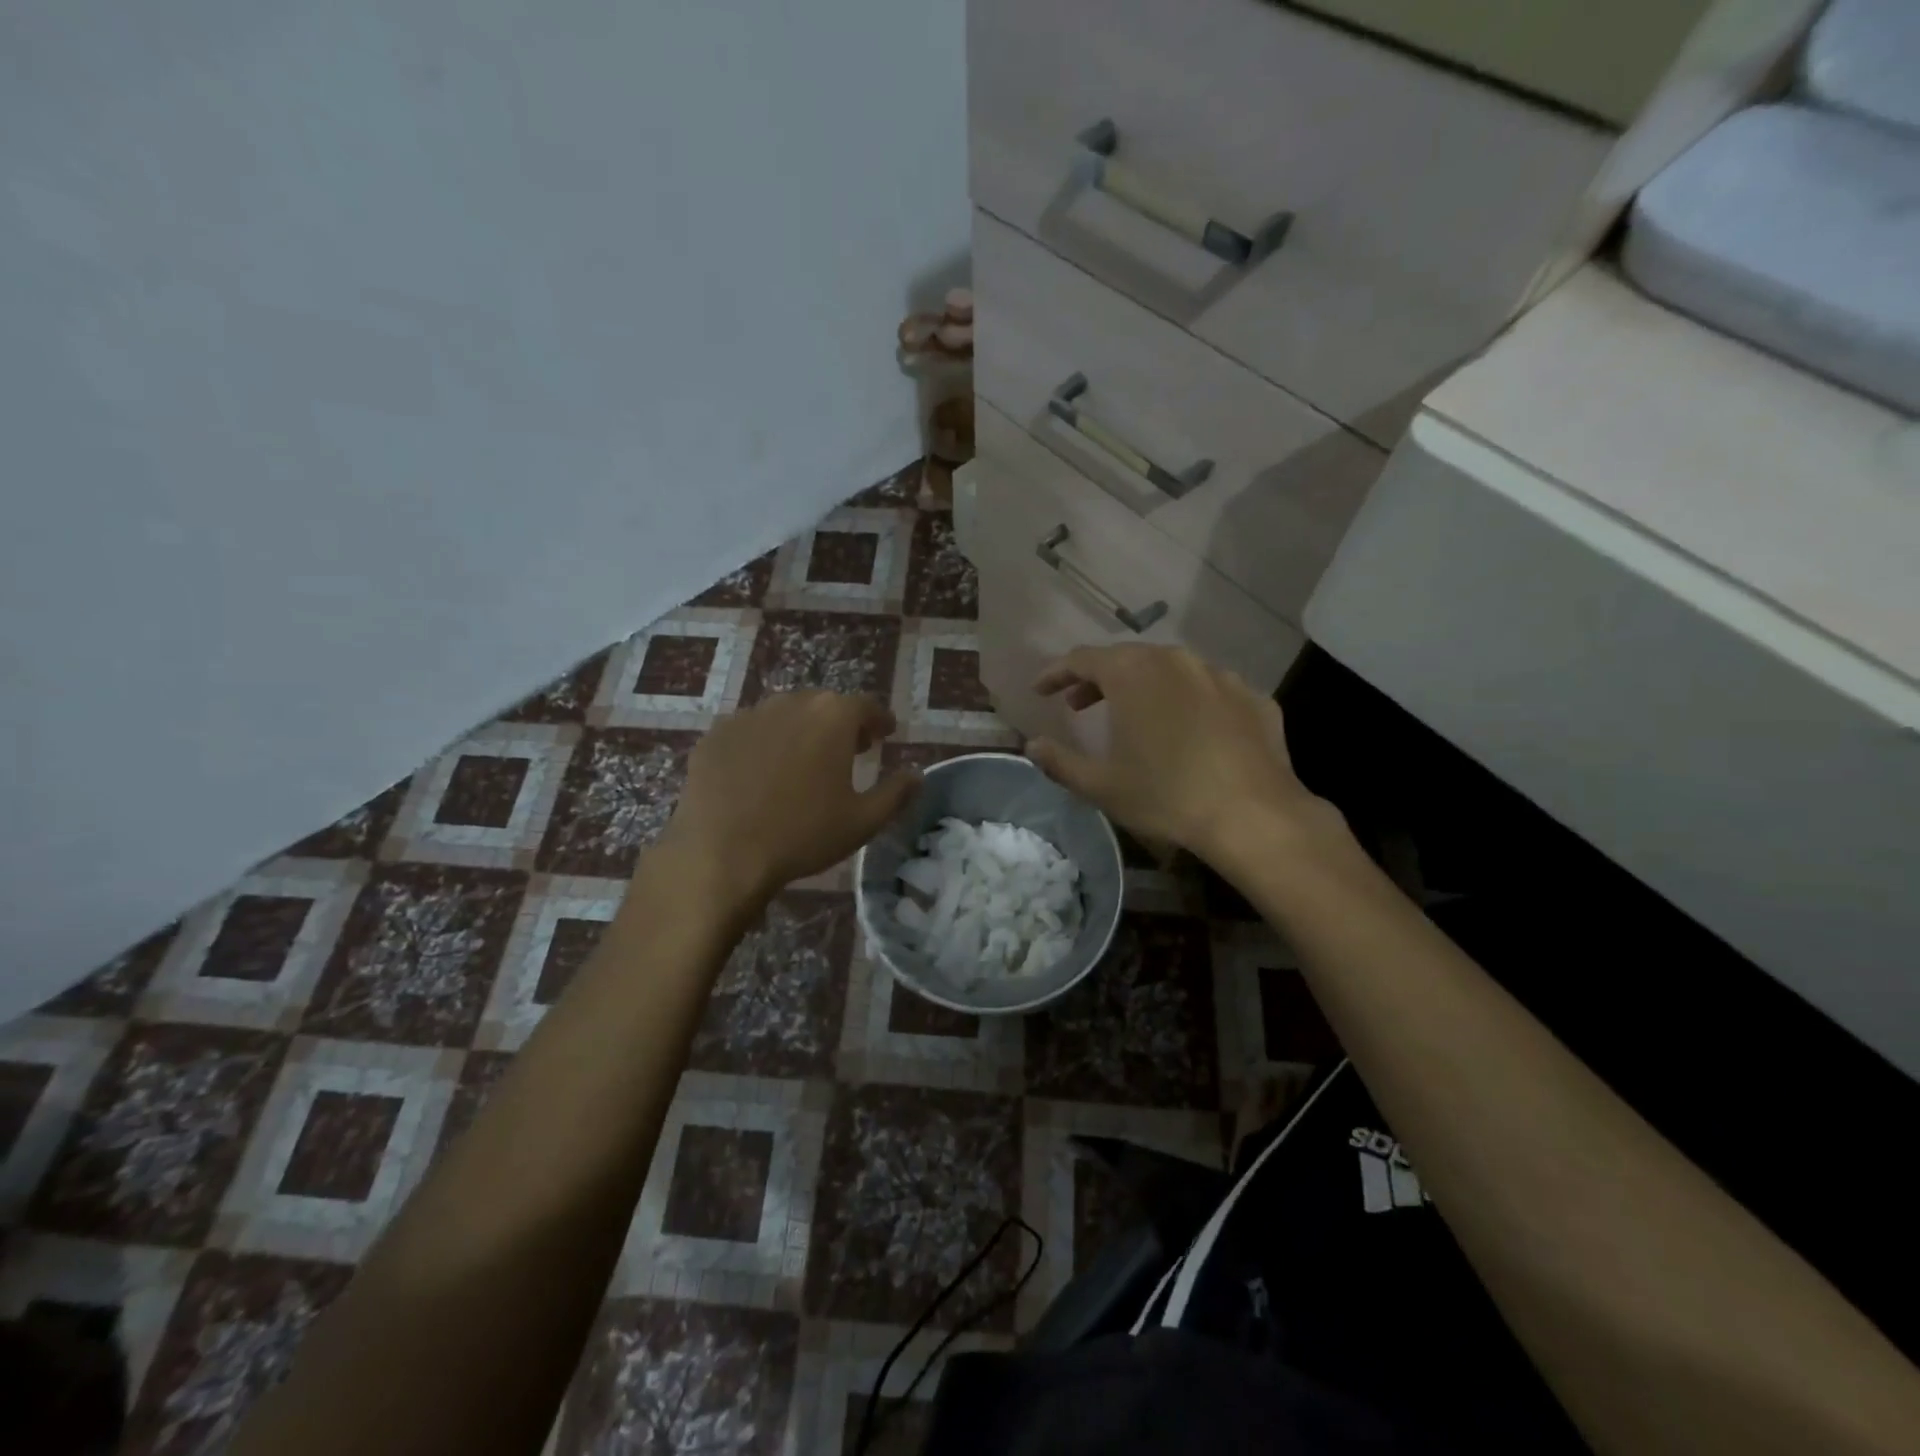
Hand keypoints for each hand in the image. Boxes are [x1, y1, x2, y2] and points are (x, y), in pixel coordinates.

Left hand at [658, 691, 919, 905]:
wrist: (722, 855)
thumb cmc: (803, 835)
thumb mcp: (863, 821)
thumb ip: (896, 793)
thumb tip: (916, 775)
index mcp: (833, 717)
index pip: (866, 705)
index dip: (879, 720)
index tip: (885, 733)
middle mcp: (791, 703)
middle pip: (824, 705)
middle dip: (841, 723)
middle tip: (849, 749)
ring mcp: (748, 715)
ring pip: (785, 714)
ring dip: (801, 730)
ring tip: (804, 761)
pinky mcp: (716, 735)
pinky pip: (750, 731)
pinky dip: (763, 743)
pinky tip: (761, 773)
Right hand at [1026, 645, 1338, 869]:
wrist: (1253, 815)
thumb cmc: (1165, 795)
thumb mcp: (1100, 785)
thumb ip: (1059, 761)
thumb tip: (1032, 745)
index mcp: (1132, 673)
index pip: (1082, 659)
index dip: (1056, 673)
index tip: (1041, 690)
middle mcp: (1176, 660)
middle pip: (1127, 658)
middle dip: (1098, 679)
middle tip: (1080, 705)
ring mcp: (1220, 675)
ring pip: (1171, 670)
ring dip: (1144, 686)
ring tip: (1135, 716)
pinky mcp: (1254, 697)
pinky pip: (1209, 691)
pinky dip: (1188, 703)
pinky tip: (1190, 732)